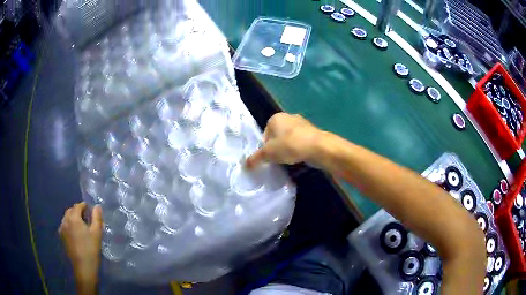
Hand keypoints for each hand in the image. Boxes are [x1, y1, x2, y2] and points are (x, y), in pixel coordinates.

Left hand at [59, 202, 102, 288]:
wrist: (83, 267)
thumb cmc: (91, 249)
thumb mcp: (97, 233)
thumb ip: (97, 217)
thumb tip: (97, 206)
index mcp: (73, 217)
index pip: (78, 206)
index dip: (85, 206)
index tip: (91, 211)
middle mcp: (65, 220)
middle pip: (71, 211)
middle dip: (78, 212)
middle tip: (87, 219)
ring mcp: (62, 229)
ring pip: (67, 218)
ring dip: (73, 219)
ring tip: (81, 227)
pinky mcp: (61, 237)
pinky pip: (65, 226)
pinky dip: (69, 226)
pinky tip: (75, 234)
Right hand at [246, 113, 323, 167]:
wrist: (318, 147)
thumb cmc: (290, 146)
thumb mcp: (268, 154)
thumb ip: (255, 158)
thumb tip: (245, 165)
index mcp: (276, 118)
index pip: (265, 134)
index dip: (265, 147)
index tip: (269, 157)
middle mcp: (289, 117)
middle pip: (277, 136)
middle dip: (276, 148)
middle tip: (278, 159)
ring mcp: (302, 124)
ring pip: (289, 139)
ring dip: (288, 149)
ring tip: (289, 159)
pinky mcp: (312, 132)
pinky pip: (300, 142)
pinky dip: (298, 149)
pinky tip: (299, 157)